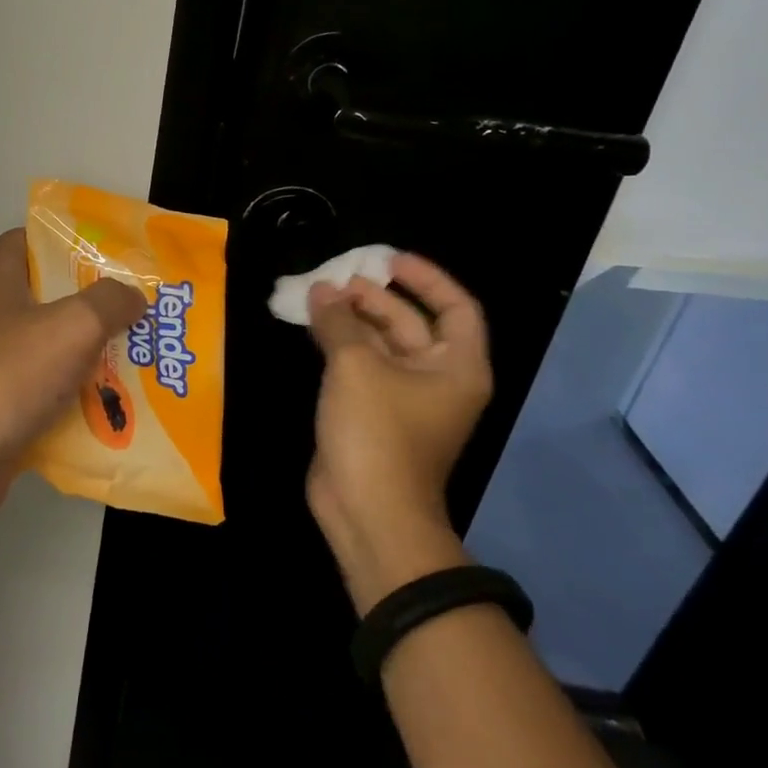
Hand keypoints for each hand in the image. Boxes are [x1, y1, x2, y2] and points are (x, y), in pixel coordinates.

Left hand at [0, 229, 145, 532]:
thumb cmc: (7, 376)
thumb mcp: (72, 327)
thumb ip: (109, 301)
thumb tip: (133, 294)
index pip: (38, 239)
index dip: (80, 244)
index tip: (124, 261)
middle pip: (49, 293)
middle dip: (97, 305)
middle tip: (145, 313)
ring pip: (48, 343)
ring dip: (89, 353)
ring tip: (141, 358)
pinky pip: (40, 385)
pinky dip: (70, 393)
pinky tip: (111, 405)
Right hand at [305, 252, 492, 610]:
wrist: (367, 508)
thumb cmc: (377, 432)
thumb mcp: (355, 366)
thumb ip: (338, 321)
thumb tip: (321, 289)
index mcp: (455, 365)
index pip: (455, 306)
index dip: (425, 277)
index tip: (386, 258)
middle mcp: (436, 377)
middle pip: (411, 322)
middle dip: (373, 297)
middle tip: (333, 278)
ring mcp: (403, 397)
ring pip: (380, 344)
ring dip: (351, 319)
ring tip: (315, 296)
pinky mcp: (372, 412)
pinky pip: (360, 366)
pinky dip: (338, 344)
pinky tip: (311, 328)